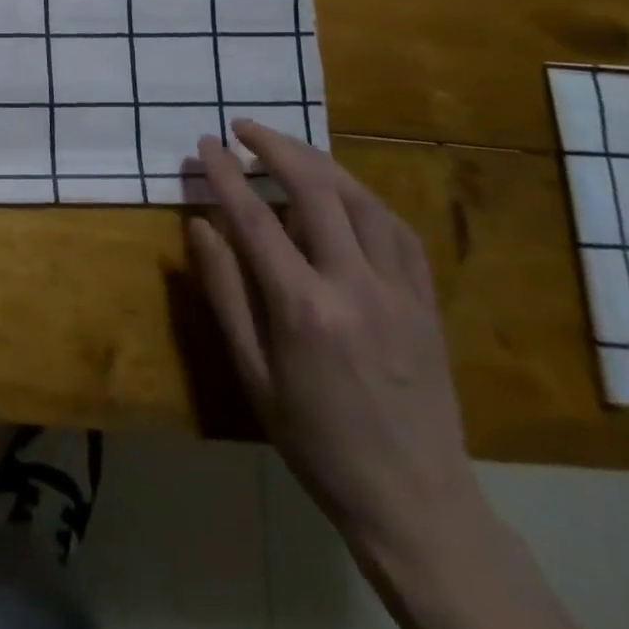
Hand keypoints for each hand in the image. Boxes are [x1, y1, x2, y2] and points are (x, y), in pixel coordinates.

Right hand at [186, 119, 478, 565]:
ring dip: (320, 162)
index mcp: (303, 308)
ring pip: (361, 200)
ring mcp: (399, 291)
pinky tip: (345, 191)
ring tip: (287, 147)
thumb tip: (201, 227)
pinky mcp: (427, 302)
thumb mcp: (253, 374)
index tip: (206, 144)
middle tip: (243, 127)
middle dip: (275, 147)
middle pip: (314, 190)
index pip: (255, 218)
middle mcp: (354, 285)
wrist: (415, 502)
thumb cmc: (316, 442)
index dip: (226, 174)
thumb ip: (225, 293)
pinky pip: (398, 230)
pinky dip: (365, 198)